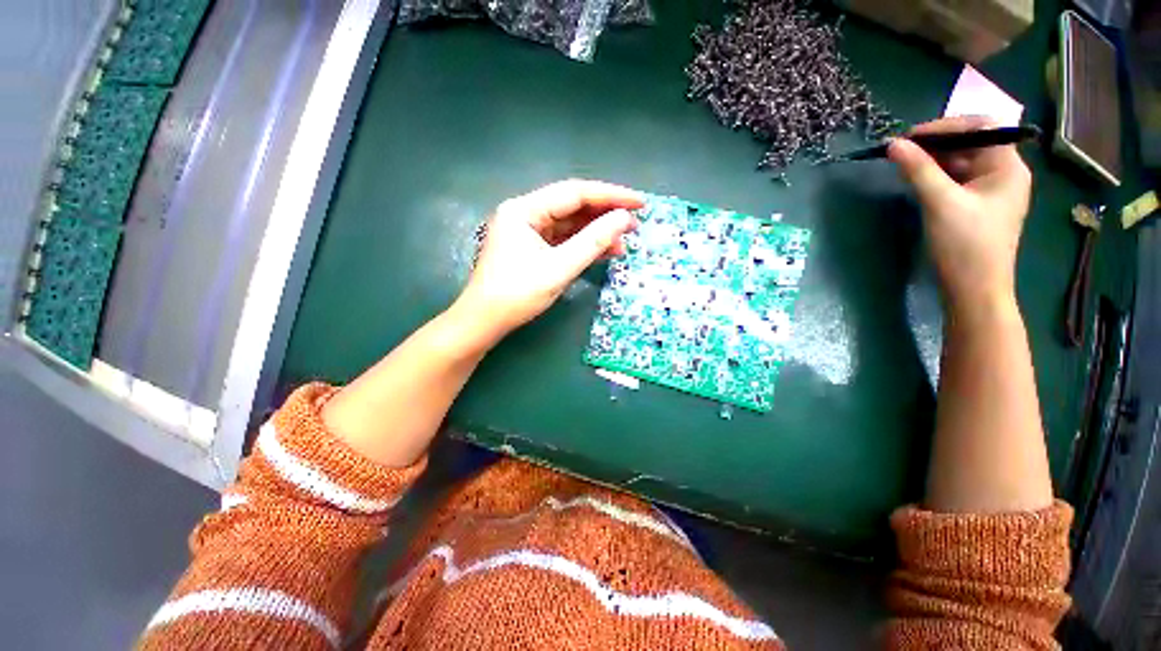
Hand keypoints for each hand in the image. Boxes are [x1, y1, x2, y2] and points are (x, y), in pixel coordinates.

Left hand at [452, 179, 642, 344]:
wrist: (484, 322)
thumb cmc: (517, 294)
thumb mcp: (559, 268)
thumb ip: (592, 242)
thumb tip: (624, 219)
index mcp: (524, 210)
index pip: (574, 193)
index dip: (610, 196)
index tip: (639, 202)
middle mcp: (524, 213)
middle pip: (571, 206)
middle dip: (604, 214)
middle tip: (635, 223)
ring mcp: (527, 231)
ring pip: (569, 225)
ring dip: (596, 232)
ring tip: (624, 241)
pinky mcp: (531, 248)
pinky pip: (562, 240)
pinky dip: (583, 246)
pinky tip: (604, 251)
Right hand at [888, 116, 1031, 314]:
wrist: (974, 290)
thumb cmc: (965, 245)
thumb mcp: (940, 203)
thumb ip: (918, 170)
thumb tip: (893, 145)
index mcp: (1007, 167)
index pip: (981, 127)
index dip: (946, 125)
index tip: (910, 137)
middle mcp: (1004, 174)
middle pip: (971, 144)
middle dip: (937, 143)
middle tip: (902, 152)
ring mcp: (991, 191)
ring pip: (962, 163)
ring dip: (934, 160)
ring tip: (904, 165)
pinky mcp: (977, 206)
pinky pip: (957, 181)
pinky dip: (937, 177)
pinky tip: (917, 181)